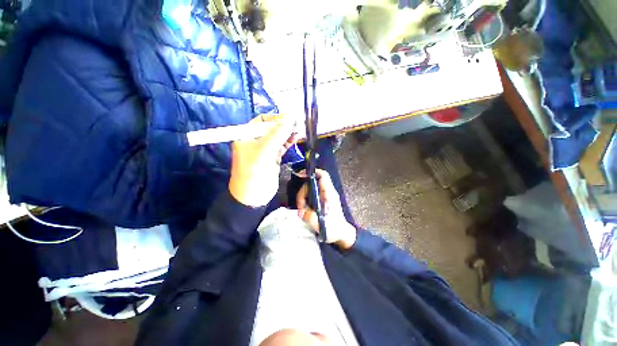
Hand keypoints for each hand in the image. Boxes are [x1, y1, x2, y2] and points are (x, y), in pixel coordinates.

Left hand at [229, 114, 297, 206]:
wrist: (253, 196)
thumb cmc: (254, 172)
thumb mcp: (264, 150)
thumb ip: (278, 133)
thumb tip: (291, 117)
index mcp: (247, 135)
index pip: (262, 121)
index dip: (276, 118)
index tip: (289, 119)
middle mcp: (256, 141)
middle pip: (272, 128)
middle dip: (284, 125)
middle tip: (297, 124)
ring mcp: (265, 150)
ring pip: (278, 137)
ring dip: (288, 133)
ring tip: (298, 130)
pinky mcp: (273, 158)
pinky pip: (282, 146)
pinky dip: (289, 141)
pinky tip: (295, 138)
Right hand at [296, 169, 356, 249]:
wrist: (341, 233)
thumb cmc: (333, 228)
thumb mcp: (320, 224)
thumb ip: (309, 216)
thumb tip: (300, 212)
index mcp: (329, 194)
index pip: (323, 176)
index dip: (312, 172)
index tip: (300, 175)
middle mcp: (327, 192)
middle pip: (312, 183)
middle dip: (303, 193)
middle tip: (300, 206)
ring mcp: (325, 196)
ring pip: (310, 190)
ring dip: (303, 198)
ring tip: (303, 211)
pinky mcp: (322, 201)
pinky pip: (311, 196)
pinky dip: (306, 201)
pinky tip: (305, 210)